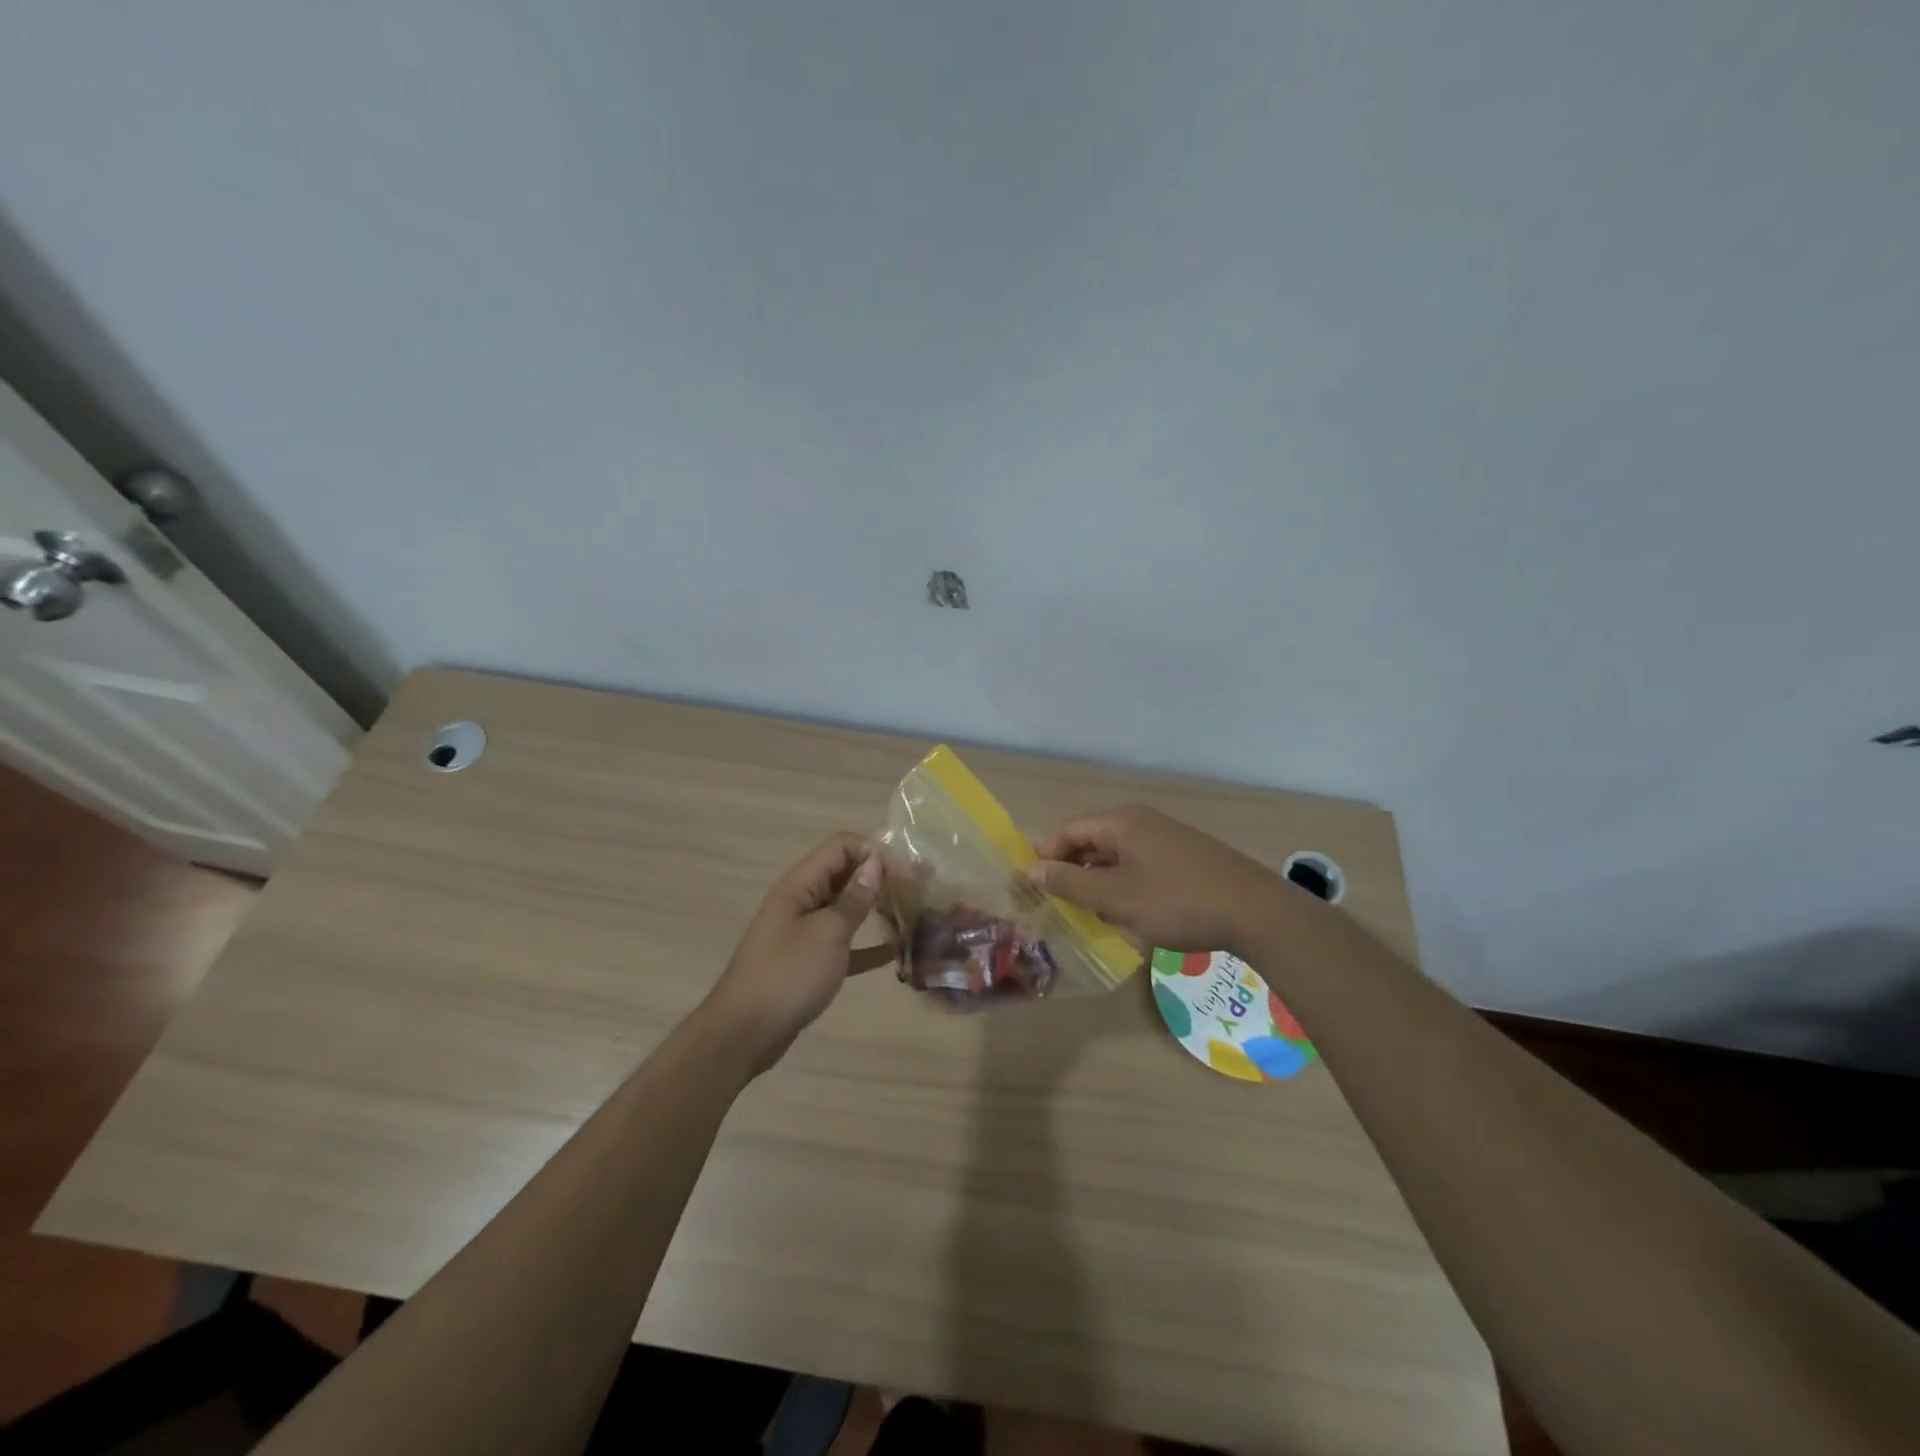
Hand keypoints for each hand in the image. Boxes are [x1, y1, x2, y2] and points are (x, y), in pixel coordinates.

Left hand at [702, 834, 891, 1074]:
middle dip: (881, 878)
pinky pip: (844, 943)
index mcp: (801, 884)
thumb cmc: (788, 975)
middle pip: (846, 873)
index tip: (907, 875)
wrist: (744, 1033)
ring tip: (911, 917)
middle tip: (917, 893)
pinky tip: (895, 952)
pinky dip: (867, 944)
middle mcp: (802, 900)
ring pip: (847, 908)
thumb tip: (875, 863)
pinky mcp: (809, 961)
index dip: (875, 852)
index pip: (842, 846)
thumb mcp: (828, 933)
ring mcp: (804, 931)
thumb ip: (854, 898)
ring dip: (877, 908)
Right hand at [1029, 805, 1290, 954]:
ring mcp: (1167, 838)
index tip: (1033, 888)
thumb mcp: (1115, 897)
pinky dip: (1125, 885)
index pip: (1068, 831)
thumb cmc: (1176, 901)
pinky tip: (1130, 913)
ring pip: (1117, 856)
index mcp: (1121, 823)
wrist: (1255, 912)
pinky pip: (1141, 865)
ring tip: (1091, 915)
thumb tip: (1034, 869)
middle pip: (1092, 841)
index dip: (1047, 857)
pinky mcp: (1186, 858)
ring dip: (1099, 882)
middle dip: (1072, 871)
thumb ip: (1071, 882)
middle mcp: (1142, 822)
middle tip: (1059, 905)